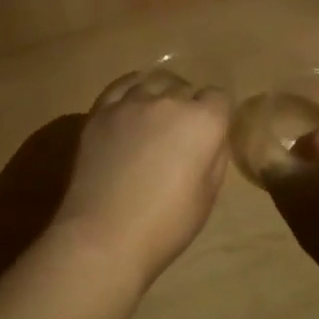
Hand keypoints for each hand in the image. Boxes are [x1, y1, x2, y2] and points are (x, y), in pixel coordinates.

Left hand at [52, 72, 231, 285]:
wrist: (104, 235)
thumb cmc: (166, 224)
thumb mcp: (208, 195)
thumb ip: (214, 156)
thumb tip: (211, 139)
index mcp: (203, 122)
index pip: (219, 98)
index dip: (217, 116)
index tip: (210, 136)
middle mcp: (169, 102)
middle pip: (185, 88)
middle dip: (188, 106)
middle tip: (180, 136)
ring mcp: (130, 103)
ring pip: (153, 82)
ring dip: (160, 96)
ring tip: (154, 120)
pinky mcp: (100, 112)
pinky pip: (121, 86)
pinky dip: (131, 92)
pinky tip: (130, 108)